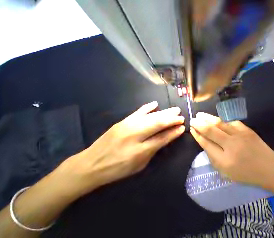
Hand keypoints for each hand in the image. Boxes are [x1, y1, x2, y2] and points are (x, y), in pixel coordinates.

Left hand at [62, 101, 184, 191]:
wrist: (91, 164)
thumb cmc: (118, 168)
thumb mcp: (140, 164)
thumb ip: (155, 149)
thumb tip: (169, 136)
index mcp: (140, 150)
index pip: (162, 137)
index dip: (174, 131)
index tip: (182, 127)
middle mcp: (135, 135)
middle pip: (158, 123)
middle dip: (172, 119)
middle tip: (181, 116)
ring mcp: (128, 125)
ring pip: (151, 116)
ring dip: (165, 112)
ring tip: (175, 110)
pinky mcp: (122, 121)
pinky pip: (138, 112)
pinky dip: (148, 107)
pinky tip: (156, 104)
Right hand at [190, 112, 273, 186]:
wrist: (269, 167)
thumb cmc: (246, 173)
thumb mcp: (226, 172)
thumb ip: (213, 158)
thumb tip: (204, 142)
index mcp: (224, 161)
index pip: (206, 144)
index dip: (197, 135)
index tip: (191, 129)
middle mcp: (231, 146)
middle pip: (211, 131)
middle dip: (199, 124)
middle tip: (192, 119)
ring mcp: (239, 135)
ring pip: (219, 123)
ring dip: (208, 118)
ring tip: (200, 114)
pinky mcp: (246, 129)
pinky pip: (230, 122)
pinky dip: (221, 120)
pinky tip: (216, 119)